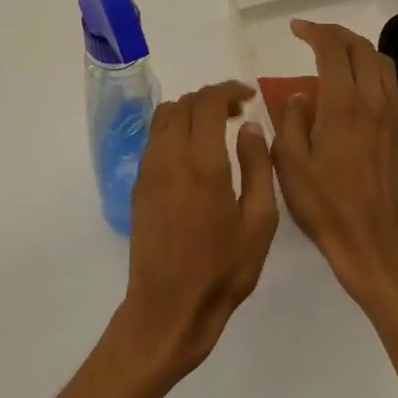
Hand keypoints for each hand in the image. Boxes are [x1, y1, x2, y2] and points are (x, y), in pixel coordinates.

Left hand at [115, 82, 278, 379]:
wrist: (168, 307)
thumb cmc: (222, 270)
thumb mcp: (259, 223)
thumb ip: (257, 168)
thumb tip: (249, 128)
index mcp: (202, 164)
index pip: (207, 103)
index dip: (228, 90)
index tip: (249, 97)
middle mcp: (169, 158)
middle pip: (183, 104)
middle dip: (211, 98)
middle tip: (238, 112)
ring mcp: (148, 171)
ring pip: (164, 117)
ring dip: (190, 111)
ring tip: (216, 129)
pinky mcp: (138, 185)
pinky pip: (154, 140)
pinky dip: (175, 130)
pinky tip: (195, 153)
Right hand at [272, 20, 397, 309]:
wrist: (373, 241)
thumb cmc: (324, 204)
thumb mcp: (289, 162)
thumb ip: (290, 120)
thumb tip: (300, 95)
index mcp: (344, 105)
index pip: (333, 49)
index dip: (314, 31)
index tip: (295, 29)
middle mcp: (375, 101)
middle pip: (362, 49)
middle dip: (336, 34)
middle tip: (313, 36)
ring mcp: (395, 116)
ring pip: (382, 64)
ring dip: (358, 51)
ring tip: (336, 55)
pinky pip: (393, 86)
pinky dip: (374, 72)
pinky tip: (360, 87)